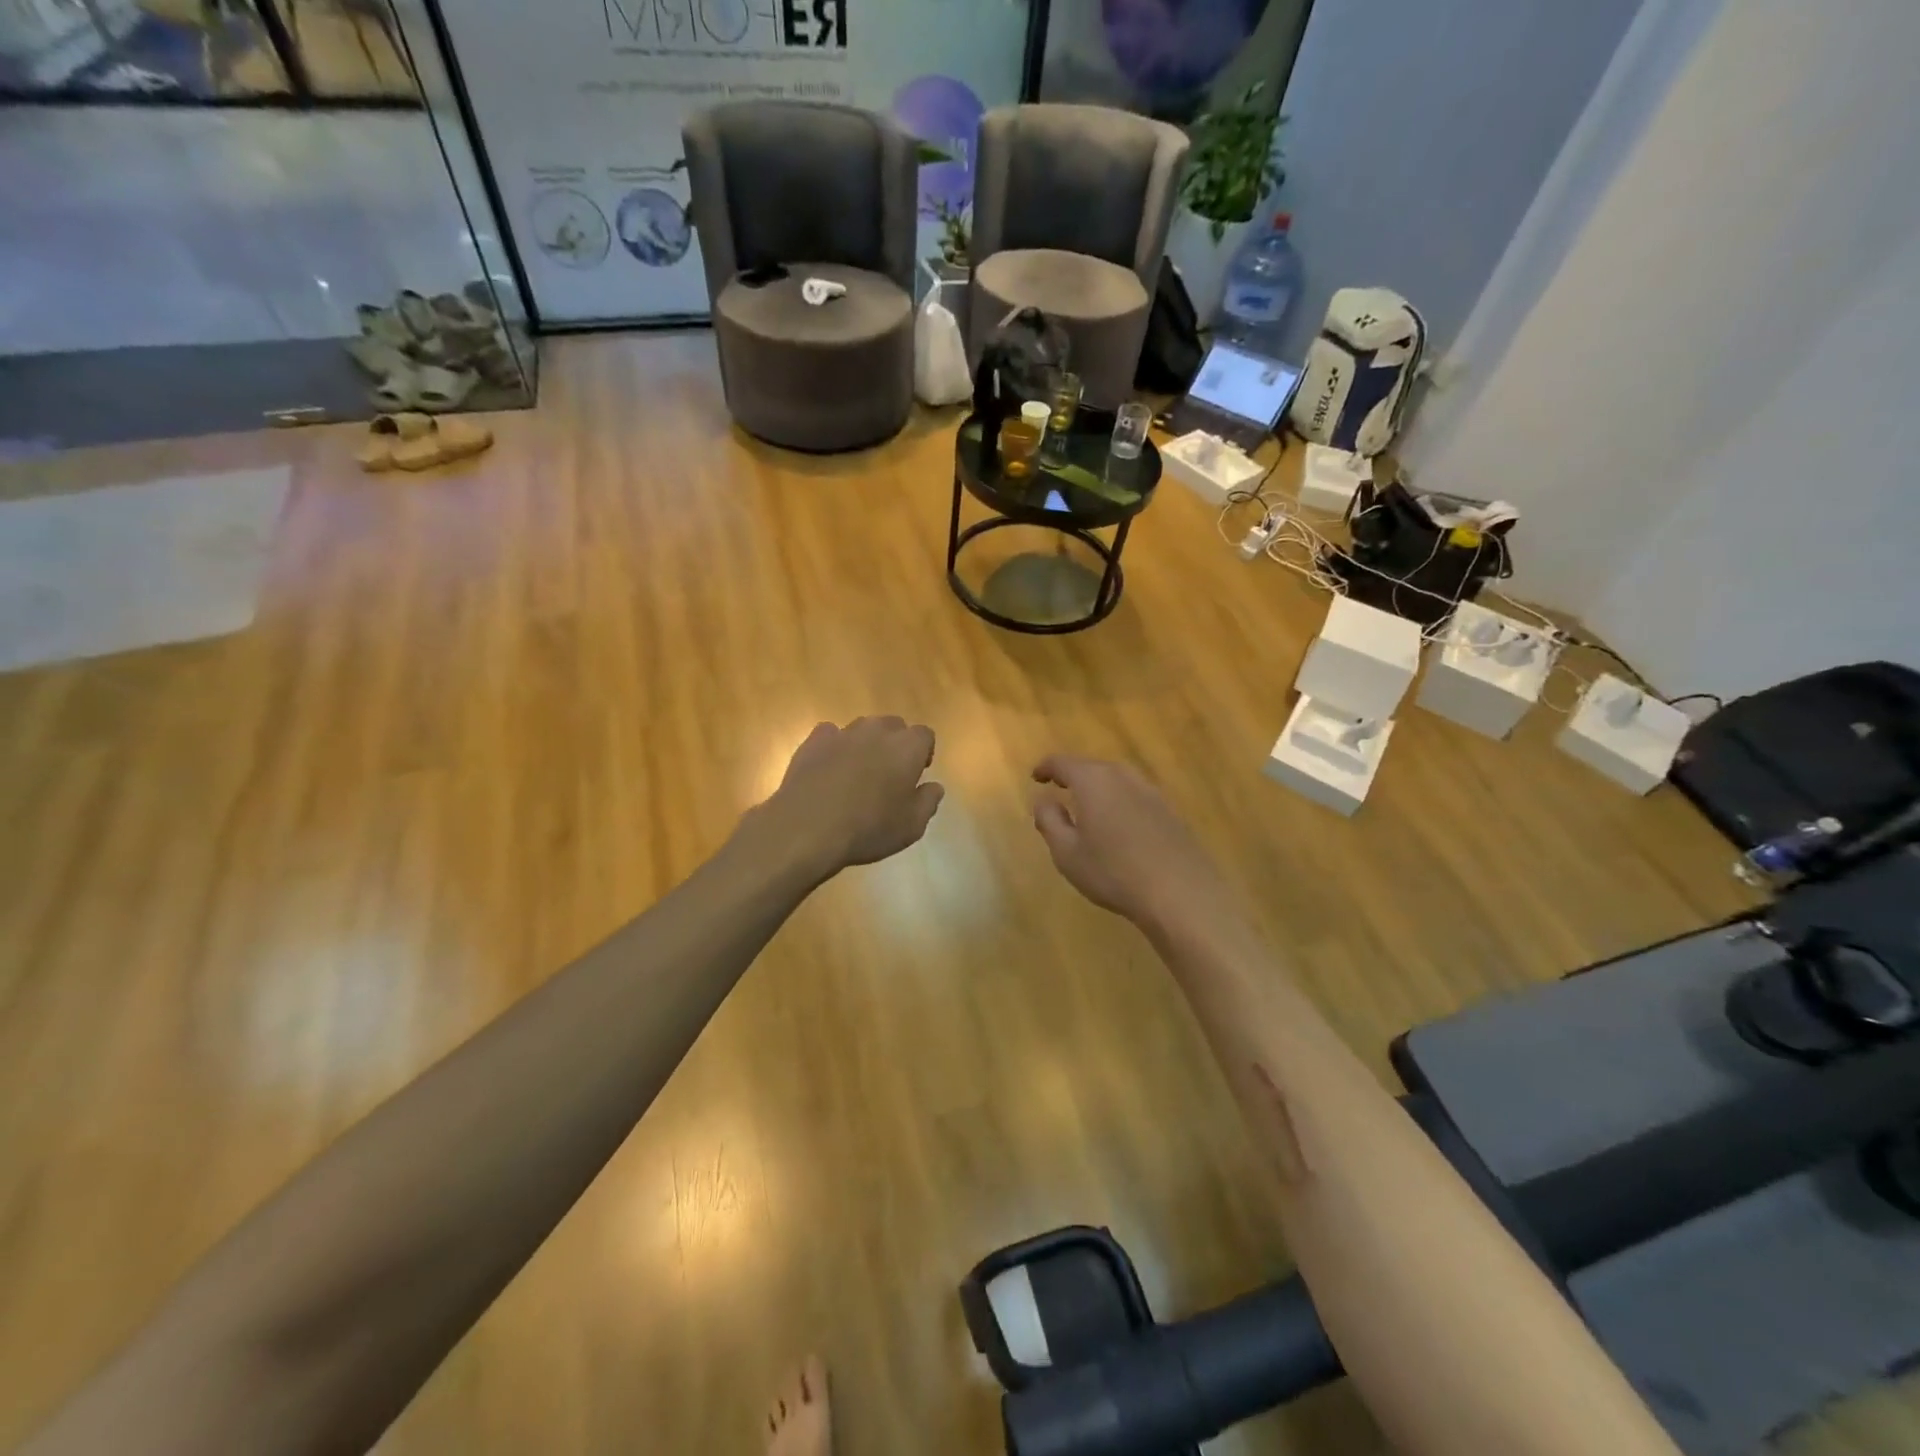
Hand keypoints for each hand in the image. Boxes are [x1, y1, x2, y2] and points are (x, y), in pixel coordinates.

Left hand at [757, 717, 943, 877]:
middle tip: (888, 774)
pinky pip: (831, 734)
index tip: (916, 774)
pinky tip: (829, 769)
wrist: (808, 827)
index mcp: (908, 747)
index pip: (925, 735)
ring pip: (862, 728)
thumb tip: (934, 786)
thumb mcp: (912, 826)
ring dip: (865, 744)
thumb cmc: (869, 828)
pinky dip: (834, 746)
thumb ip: (928, 801)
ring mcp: (843, 732)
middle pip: (894, 726)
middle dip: (895, 744)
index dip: (923, 753)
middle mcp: (878, 730)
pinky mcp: (814, 740)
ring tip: (857, 773)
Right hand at [1031, 754, 1230, 935]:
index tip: (1036, 777)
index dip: (1046, 768)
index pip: (1063, 763)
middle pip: (1093, 767)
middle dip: (1073, 775)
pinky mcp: (1170, 811)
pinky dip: (1119, 801)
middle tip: (1059, 788)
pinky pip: (1135, 796)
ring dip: (1099, 787)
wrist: (1181, 893)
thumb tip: (1044, 799)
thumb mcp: (1067, 852)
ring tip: (1087, 806)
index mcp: (1094, 781)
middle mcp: (1123, 777)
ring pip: (1117, 779)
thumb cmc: (1113, 872)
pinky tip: (1118, 824)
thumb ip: (1049, 820)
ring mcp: (1151, 792)